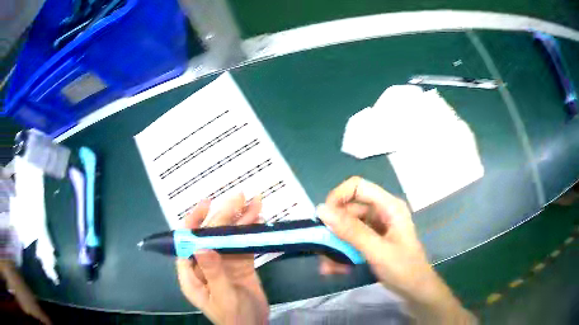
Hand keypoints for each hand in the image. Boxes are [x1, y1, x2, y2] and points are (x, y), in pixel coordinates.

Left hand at [176, 194, 268, 324]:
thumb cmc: (234, 317)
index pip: (187, 243)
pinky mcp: (239, 266)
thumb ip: (213, 272)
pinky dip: (251, 233)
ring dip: (241, 220)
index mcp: (192, 274)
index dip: (194, 221)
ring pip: (229, 238)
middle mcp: (204, 265)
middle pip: (212, 236)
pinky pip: (243, 246)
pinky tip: (259, 220)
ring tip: (256, 203)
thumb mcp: (223, 297)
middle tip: (240, 197)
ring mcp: (223, 264)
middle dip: (224, 216)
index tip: (207, 203)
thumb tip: (202, 245)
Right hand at [317, 177, 475, 323]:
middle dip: (334, 231)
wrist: (415, 290)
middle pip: (349, 210)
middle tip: (323, 250)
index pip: (357, 187)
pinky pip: (351, 241)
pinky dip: (342, 254)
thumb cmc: (403, 269)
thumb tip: (321, 210)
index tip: (323, 219)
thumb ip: (350, 231)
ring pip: (346, 228)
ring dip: (335, 247)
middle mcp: (381, 212)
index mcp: (389, 206)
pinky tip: (337, 270)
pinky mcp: (372, 241)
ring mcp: (376, 227)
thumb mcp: (377, 250)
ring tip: (329, 267)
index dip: (338, 197)